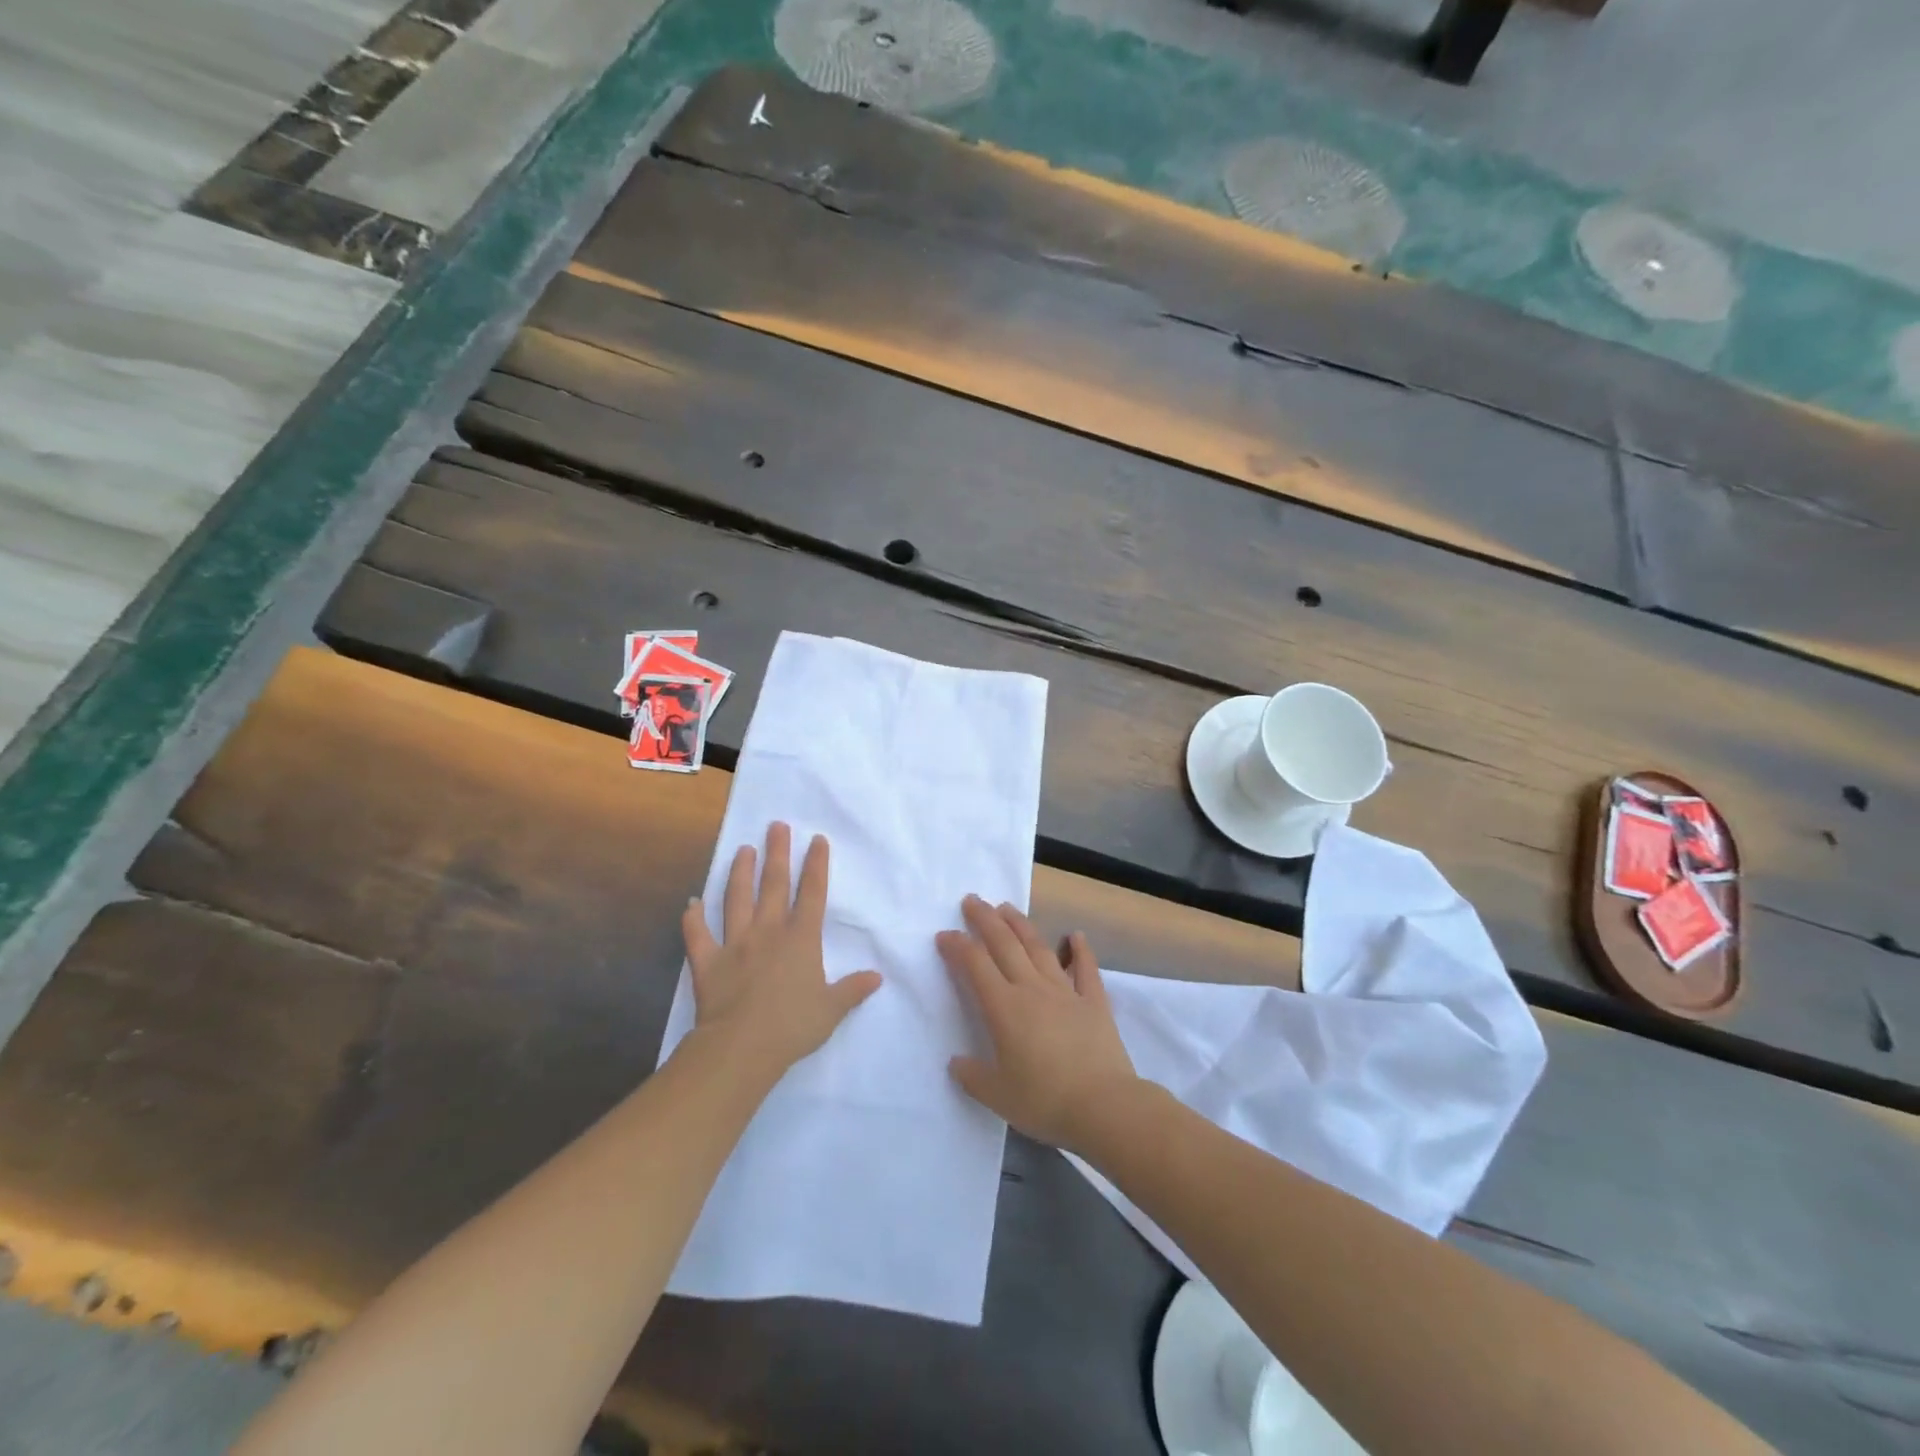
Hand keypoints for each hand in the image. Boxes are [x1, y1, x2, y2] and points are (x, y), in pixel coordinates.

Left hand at [682, 823, 881, 1078]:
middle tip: (776, 826)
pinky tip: (691, 903)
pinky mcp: (707, 961)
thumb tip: (877, 977)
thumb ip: (852, 989)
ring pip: (737, 900)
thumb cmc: (793, 1026)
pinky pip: (698, 935)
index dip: (816, 864)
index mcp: (801, 939)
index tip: (816, 839)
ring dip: (740, 873)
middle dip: (777, 853)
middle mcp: (768, 931)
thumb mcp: (831, 1009)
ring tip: (743, 850)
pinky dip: (693, 919)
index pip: (812, 893)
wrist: (742, 1046)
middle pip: (774, 885)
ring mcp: (735, 943)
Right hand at [937, 896, 1138, 1151]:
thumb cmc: (1045, 1101)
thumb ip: (972, 1076)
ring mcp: (1066, 991)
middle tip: (972, 900)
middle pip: (1005, 945)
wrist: (1104, 1106)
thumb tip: (956, 1062)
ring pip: (1039, 948)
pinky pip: (1086, 969)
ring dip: (1021, 925)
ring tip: (1007, 907)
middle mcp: (1032, 989)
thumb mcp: (997, 1096)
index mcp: (1004, 1008)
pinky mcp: (1094, 1002)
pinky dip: (1081, 950)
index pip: (975, 966)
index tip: (944, 935)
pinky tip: (1075, 935)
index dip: (958, 947)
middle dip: (985, 920)